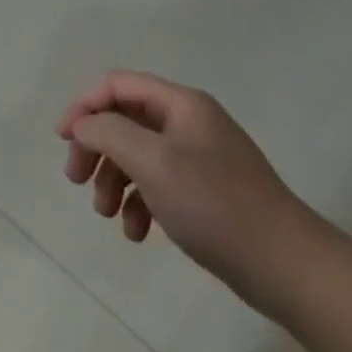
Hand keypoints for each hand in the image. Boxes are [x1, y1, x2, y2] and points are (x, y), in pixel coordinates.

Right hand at [57, 71, 328, 314]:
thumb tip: (84, 124)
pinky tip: (137, 233)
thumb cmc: (214, 204)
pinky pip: (158, 185)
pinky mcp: (205, 192)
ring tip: (106, 214)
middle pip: (123, 120)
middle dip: (95, 149)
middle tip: (76, 180)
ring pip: (137, 155)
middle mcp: (189, 123)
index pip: (117, 85)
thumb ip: (108, 132)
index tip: (63, 140)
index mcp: (181, 105)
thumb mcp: (151, 161)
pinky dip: (139, 204)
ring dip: (113, 181)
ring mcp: (199, 159)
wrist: (287, 266)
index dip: (84, 106)